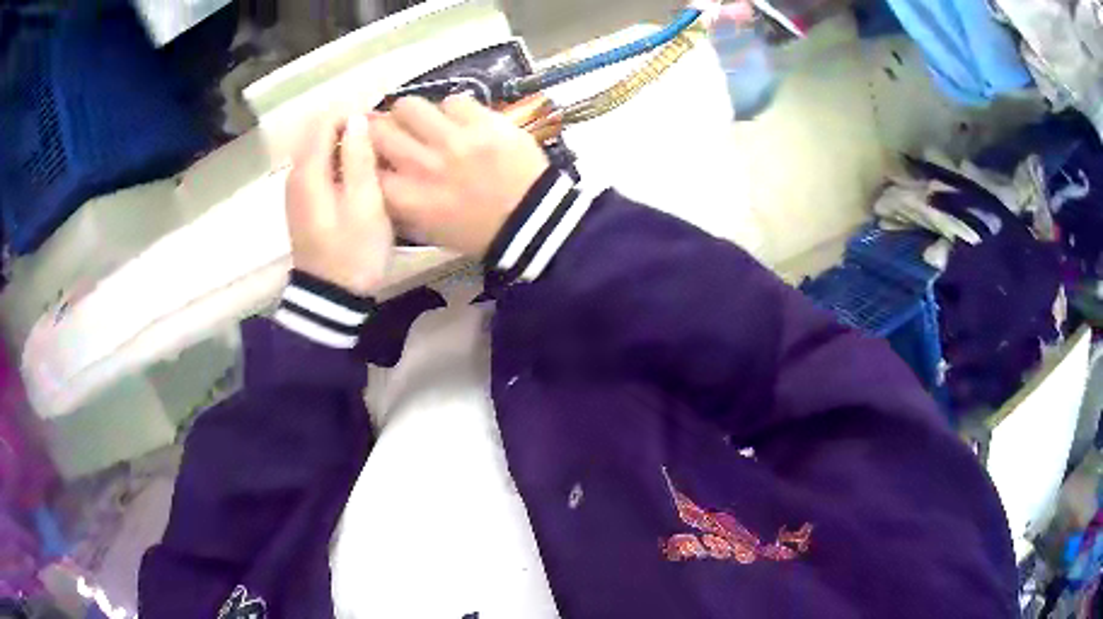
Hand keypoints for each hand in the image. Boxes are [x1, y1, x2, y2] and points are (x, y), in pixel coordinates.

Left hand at [285, 113, 393, 294]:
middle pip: (320, 133)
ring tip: (376, 161)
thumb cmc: (353, 251)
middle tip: (382, 146)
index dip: (354, 115)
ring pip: (320, 150)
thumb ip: (360, 157)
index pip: (324, 120)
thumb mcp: (365, 203)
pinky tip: (359, 179)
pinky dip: (339, 164)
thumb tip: (357, 118)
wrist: (331, 297)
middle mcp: (295, 174)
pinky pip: (319, 169)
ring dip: (346, 147)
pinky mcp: (303, 203)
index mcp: (308, 171)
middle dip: (351, 129)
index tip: (381, 128)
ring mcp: (296, 190)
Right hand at [369, 95, 549, 256]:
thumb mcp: (427, 230)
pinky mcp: (485, 122)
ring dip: (412, 114)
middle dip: (380, 128)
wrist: (533, 221)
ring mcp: (455, 140)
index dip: (362, 154)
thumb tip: (376, 176)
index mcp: (408, 198)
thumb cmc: (477, 232)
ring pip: (410, 106)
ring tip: (425, 122)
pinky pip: (453, 101)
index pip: (364, 165)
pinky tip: (462, 122)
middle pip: (379, 129)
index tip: (367, 151)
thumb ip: (397, 204)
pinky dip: (453, 110)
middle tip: (391, 130)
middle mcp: (424, 165)